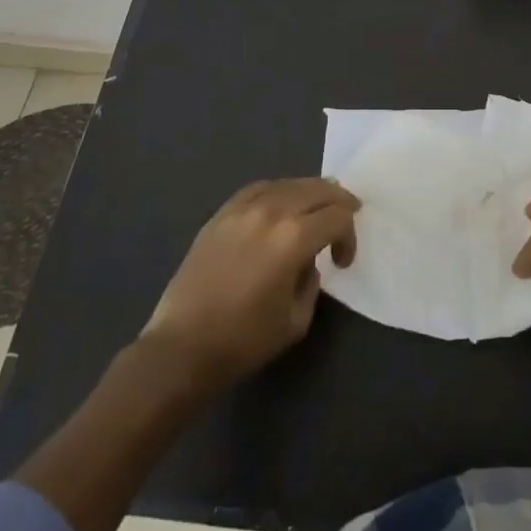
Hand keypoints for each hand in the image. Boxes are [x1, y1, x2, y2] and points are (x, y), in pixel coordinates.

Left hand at [142, 178, 358, 390]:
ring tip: (318, 206)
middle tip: (346, 217)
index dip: (349, 236)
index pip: (337, 216)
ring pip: (288, 183)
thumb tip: (307, 262)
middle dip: (338, 202)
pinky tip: (281, 203)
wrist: (182, 347)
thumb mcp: (296, 319)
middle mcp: (271, 213)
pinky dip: (278, 191)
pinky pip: (258, 189)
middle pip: (318, 189)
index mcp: (294, 238)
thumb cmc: (244, 340)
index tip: (342, 261)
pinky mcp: (221, 215)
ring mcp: (242, 209)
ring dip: (310, 192)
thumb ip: (312, 281)